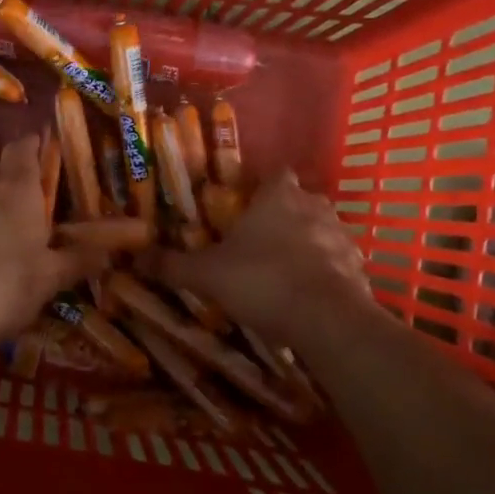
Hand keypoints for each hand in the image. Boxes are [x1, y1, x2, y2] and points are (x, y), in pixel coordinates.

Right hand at [148, 172, 372, 350]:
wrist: (325, 319)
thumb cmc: (261, 280)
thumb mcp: (206, 274)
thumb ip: (173, 265)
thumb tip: (136, 258)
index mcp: (278, 197)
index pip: (275, 174)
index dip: (263, 185)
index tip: (247, 202)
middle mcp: (314, 207)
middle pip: (301, 201)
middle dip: (284, 215)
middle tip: (260, 239)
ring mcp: (342, 237)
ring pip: (323, 231)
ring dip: (308, 244)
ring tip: (284, 269)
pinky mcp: (359, 269)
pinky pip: (339, 264)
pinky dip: (326, 273)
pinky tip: (309, 294)